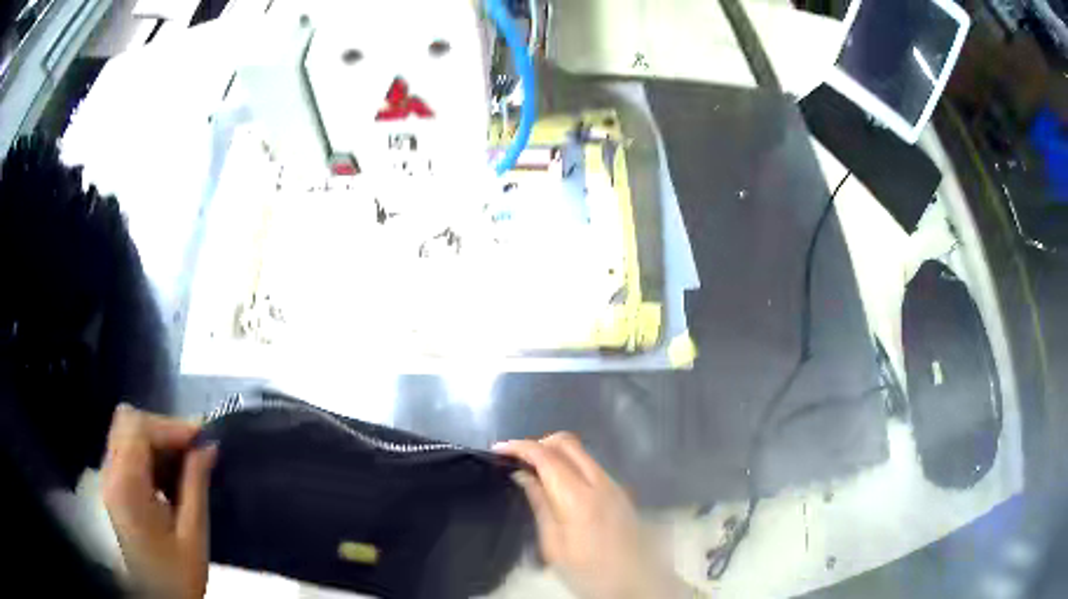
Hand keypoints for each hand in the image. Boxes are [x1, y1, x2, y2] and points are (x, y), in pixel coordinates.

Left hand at [101, 405, 216, 598]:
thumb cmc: (178, 575)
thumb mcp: (193, 535)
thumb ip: (196, 485)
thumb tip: (209, 445)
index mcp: (126, 486)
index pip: (137, 427)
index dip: (169, 426)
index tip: (202, 439)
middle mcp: (110, 474)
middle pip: (128, 422)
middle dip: (163, 429)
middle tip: (195, 450)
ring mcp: (109, 479)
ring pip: (127, 432)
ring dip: (157, 441)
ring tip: (186, 464)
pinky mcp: (114, 486)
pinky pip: (128, 450)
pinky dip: (150, 453)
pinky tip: (170, 477)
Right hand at [495, 433, 687, 598]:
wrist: (638, 583)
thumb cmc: (590, 571)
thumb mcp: (555, 546)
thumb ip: (540, 505)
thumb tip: (523, 475)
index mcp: (579, 497)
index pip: (547, 456)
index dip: (520, 447)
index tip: (498, 449)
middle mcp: (600, 482)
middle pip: (568, 442)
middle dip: (538, 443)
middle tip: (516, 459)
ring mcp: (614, 485)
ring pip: (581, 452)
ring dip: (554, 453)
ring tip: (532, 472)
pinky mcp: (620, 492)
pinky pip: (591, 465)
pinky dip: (569, 464)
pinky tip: (557, 485)